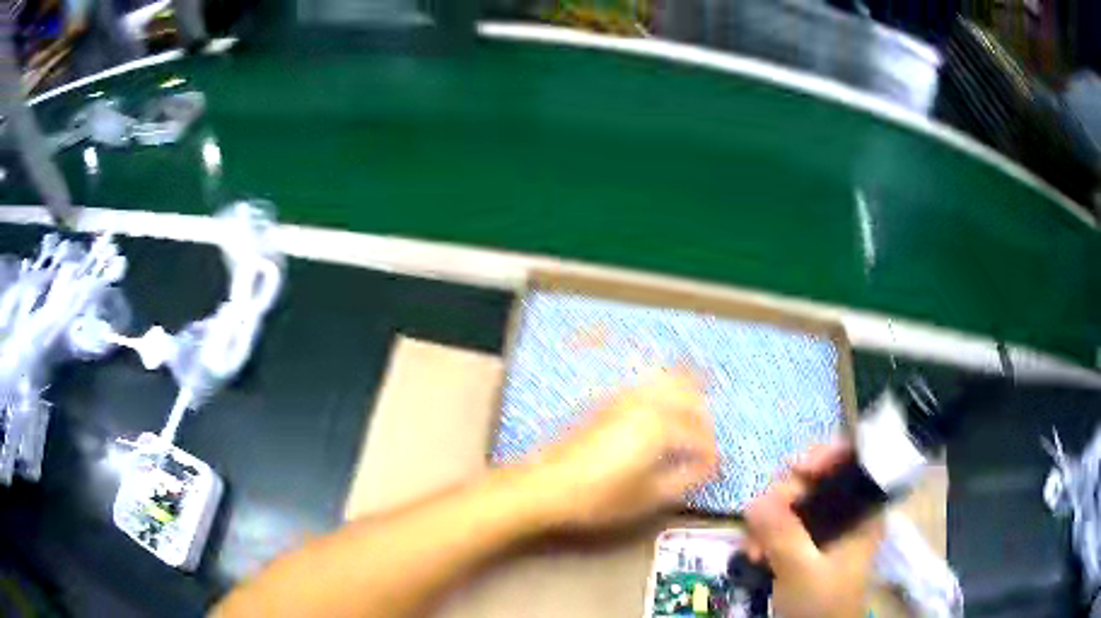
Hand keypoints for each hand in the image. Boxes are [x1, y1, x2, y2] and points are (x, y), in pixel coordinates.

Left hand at [529, 371, 718, 529]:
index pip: (699, 436)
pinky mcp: (609, 399)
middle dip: (704, 419)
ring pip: (669, 380)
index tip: (715, 469)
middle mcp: (646, 403)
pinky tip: (664, 405)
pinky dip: (665, 386)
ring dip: (688, 394)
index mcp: (660, 426)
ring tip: (694, 417)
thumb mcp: (648, 497)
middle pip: (690, 397)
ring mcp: (625, 397)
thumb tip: (709, 467)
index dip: (711, 454)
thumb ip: (685, 479)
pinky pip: (647, 382)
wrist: (547, 485)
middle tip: (706, 443)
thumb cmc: (600, 497)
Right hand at [744, 443, 883, 617]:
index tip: (798, 469)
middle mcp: (844, 511)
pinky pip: (779, 522)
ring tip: (752, 549)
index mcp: (862, 510)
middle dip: (783, 495)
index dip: (826, 455)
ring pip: (791, 500)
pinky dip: (762, 534)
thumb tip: (754, 501)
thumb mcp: (803, 571)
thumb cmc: (822, 604)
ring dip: (766, 519)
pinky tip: (751, 553)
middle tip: (761, 518)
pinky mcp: (802, 542)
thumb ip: (784, 535)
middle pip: (815, 478)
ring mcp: (821, 527)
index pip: (852, 461)